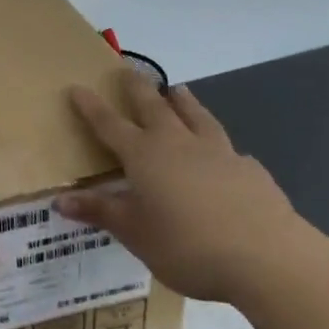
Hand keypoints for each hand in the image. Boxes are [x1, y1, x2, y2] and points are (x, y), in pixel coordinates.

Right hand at [55, 71, 308, 303]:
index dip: (91, 107)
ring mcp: (218, 153)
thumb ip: (101, 212)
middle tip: (127, 69)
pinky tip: (228, 155)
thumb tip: (60, 200)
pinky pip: (230, 150)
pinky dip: (220, 146)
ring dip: (183, 101)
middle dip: (137, 88)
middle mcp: (178, 143)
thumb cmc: (188, 246)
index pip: (109, 124)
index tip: (76, 87)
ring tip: (177, 89)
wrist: (268, 258)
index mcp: (144, 155)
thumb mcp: (135, 234)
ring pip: (196, 116)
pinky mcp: (250, 170)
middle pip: (153, 106)